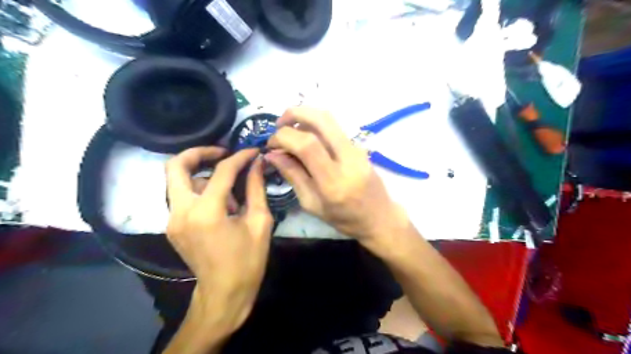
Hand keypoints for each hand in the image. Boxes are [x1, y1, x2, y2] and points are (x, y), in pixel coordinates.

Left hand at [164, 146, 271, 333]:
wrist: (224, 292)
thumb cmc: (248, 260)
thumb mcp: (259, 222)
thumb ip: (256, 188)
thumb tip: (258, 163)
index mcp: (207, 212)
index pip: (221, 171)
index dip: (240, 157)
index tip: (253, 152)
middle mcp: (181, 212)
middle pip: (176, 166)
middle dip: (199, 153)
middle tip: (222, 152)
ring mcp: (172, 220)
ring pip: (179, 181)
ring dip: (202, 176)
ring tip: (228, 189)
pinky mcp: (172, 226)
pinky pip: (182, 197)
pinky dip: (199, 190)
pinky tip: (219, 203)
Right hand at [264, 106, 408, 247]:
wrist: (380, 217)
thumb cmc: (344, 219)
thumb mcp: (312, 204)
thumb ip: (293, 176)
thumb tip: (272, 154)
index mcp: (334, 181)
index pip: (307, 145)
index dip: (284, 137)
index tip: (270, 144)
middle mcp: (348, 158)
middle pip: (321, 119)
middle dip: (294, 113)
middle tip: (278, 124)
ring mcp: (357, 149)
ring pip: (329, 118)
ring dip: (305, 116)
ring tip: (290, 130)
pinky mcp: (359, 146)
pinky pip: (334, 127)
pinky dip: (315, 125)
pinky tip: (306, 137)